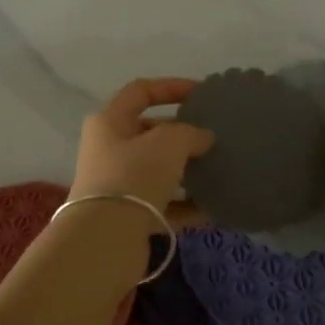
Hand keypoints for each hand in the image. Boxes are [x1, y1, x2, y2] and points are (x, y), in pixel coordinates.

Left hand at [71, 78, 214, 218]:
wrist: (106, 238)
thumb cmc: (134, 175)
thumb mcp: (168, 143)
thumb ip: (190, 132)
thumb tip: (204, 138)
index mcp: (109, 121)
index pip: (140, 91)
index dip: (171, 86)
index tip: (202, 93)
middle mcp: (108, 149)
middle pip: (149, 132)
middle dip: (182, 133)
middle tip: (213, 136)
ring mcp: (117, 184)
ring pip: (158, 170)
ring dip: (186, 170)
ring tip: (218, 169)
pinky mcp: (128, 215)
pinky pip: (163, 203)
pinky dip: (186, 204)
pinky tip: (214, 207)